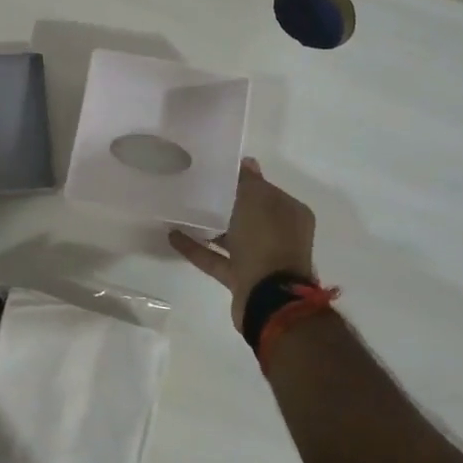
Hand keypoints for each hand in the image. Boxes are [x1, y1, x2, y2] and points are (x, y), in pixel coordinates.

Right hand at [169, 158, 315, 325]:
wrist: (270, 300)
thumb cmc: (267, 242)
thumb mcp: (257, 202)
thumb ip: (249, 182)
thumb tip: (246, 162)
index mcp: (289, 213)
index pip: (263, 189)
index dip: (241, 180)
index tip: (214, 170)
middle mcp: (279, 235)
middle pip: (247, 213)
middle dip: (224, 202)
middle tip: (194, 187)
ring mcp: (261, 259)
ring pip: (232, 236)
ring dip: (209, 226)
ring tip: (180, 210)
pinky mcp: (242, 278)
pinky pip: (216, 258)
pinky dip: (197, 248)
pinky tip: (173, 236)